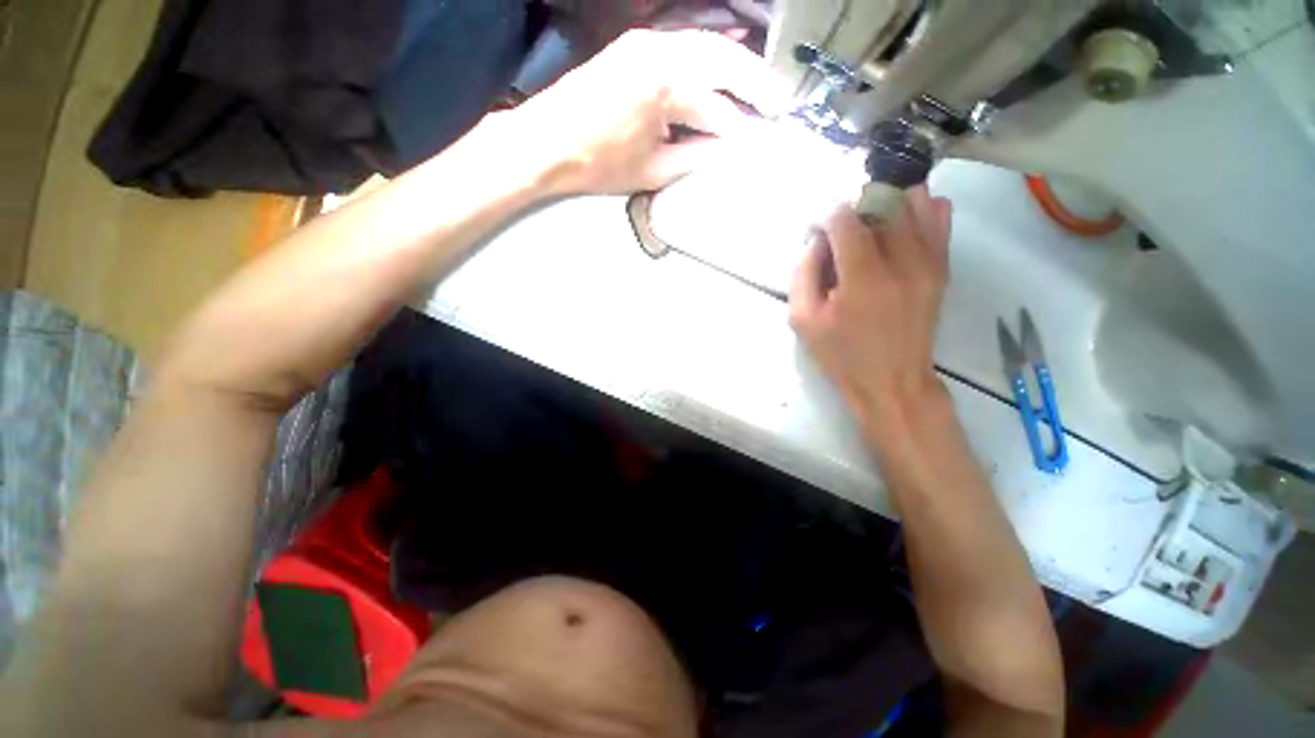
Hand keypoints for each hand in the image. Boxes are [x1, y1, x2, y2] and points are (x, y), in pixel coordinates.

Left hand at [510, 29, 784, 194]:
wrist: (545, 142)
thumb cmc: (598, 164)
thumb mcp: (653, 170)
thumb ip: (696, 157)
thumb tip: (729, 151)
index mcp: (664, 86)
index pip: (718, 105)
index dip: (743, 126)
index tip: (764, 139)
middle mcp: (659, 51)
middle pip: (722, 59)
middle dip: (753, 82)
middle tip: (777, 102)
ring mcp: (645, 43)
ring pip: (705, 45)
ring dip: (734, 66)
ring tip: (757, 89)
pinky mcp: (635, 46)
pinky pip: (682, 44)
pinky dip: (708, 56)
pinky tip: (724, 65)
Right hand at [788, 187, 953, 439]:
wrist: (893, 381)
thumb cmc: (842, 355)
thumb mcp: (803, 321)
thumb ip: (803, 273)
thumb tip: (816, 241)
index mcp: (862, 277)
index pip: (843, 217)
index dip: (824, 217)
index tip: (816, 233)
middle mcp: (902, 260)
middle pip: (881, 201)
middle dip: (853, 208)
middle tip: (840, 233)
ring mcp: (929, 261)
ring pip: (914, 200)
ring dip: (886, 204)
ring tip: (869, 229)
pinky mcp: (942, 266)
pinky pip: (939, 216)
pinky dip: (918, 210)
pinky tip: (898, 229)